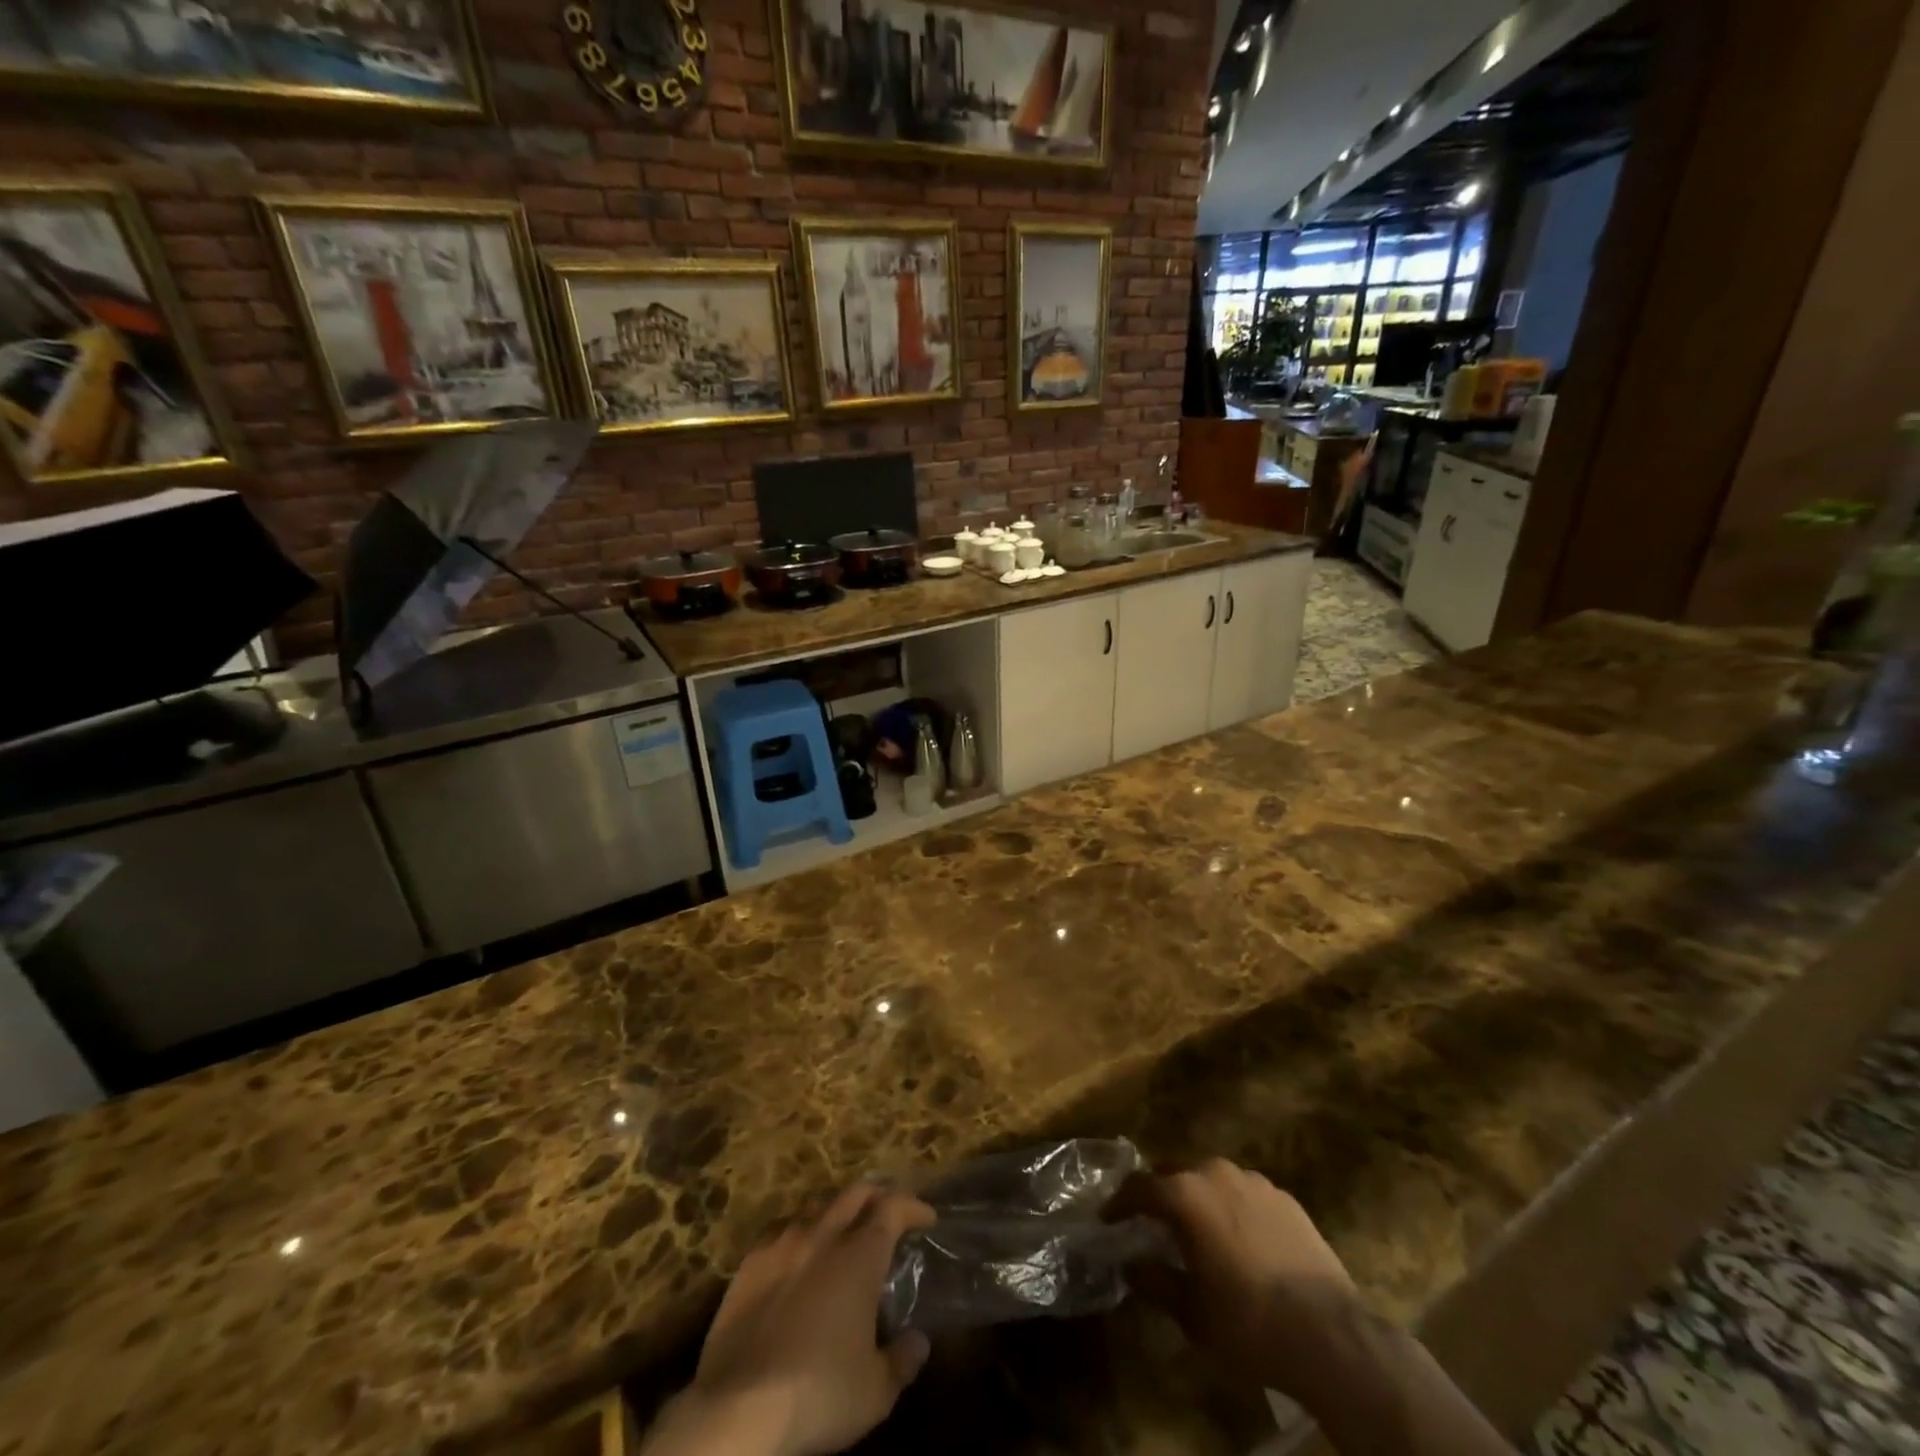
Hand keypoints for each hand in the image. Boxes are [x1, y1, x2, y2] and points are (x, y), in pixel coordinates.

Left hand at [647, 1185, 935, 1455]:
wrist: (737, 1409)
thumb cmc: (817, 1394)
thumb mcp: (875, 1392)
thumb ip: (902, 1361)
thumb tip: (918, 1342)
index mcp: (859, 1256)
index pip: (893, 1207)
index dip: (913, 1206)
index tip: (926, 1217)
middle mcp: (822, 1236)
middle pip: (855, 1193)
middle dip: (877, 1196)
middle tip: (889, 1213)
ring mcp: (781, 1244)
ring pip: (816, 1206)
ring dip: (836, 1212)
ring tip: (843, 1231)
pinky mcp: (748, 1264)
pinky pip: (780, 1230)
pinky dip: (799, 1233)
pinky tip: (796, 1253)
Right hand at [1113, 1158, 1359, 1398]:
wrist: (1330, 1335)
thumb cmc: (1249, 1322)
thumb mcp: (1191, 1312)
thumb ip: (1155, 1281)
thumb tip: (1131, 1264)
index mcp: (1185, 1194)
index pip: (1139, 1187)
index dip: (1119, 1203)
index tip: (1108, 1218)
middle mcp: (1215, 1173)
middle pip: (1174, 1173)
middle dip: (1159, 1194)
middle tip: (1150, 1221)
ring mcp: (1254, 1181)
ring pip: (1211, 1179)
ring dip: (1197, 1197)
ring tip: (1196, 1228)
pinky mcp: (1285, 1197)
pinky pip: (1244, 1193)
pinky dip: (1231, 1207)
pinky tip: (1239, 1239)